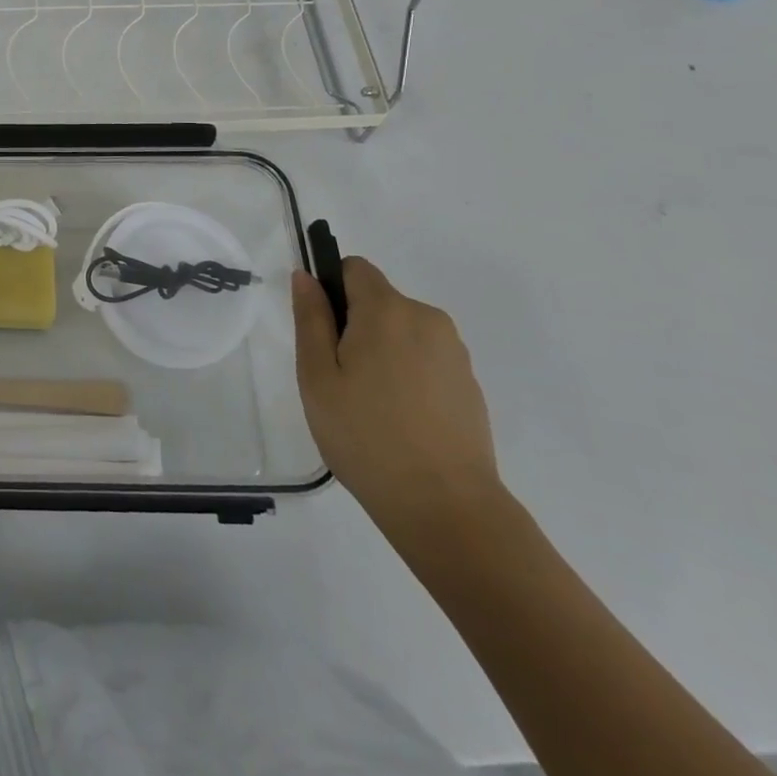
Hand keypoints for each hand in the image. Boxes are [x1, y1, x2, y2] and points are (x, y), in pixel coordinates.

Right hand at [293, 257, 501, 540]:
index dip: (331, 289)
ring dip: (381, 351)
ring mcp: (454, 352)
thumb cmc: (366, 436)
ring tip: (369, 404)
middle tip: (338, 379)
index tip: (321, 332)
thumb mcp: (317, 376)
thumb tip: (306, 276)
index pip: (354, 268)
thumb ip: (310, 318)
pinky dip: (407, 375)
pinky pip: (425, 359)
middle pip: (378, 301)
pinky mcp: (470, 383)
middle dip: (354, 325)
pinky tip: (399, 419)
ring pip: (402, 331)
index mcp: (387, 310)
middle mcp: (426, 318)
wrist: (446, 507)